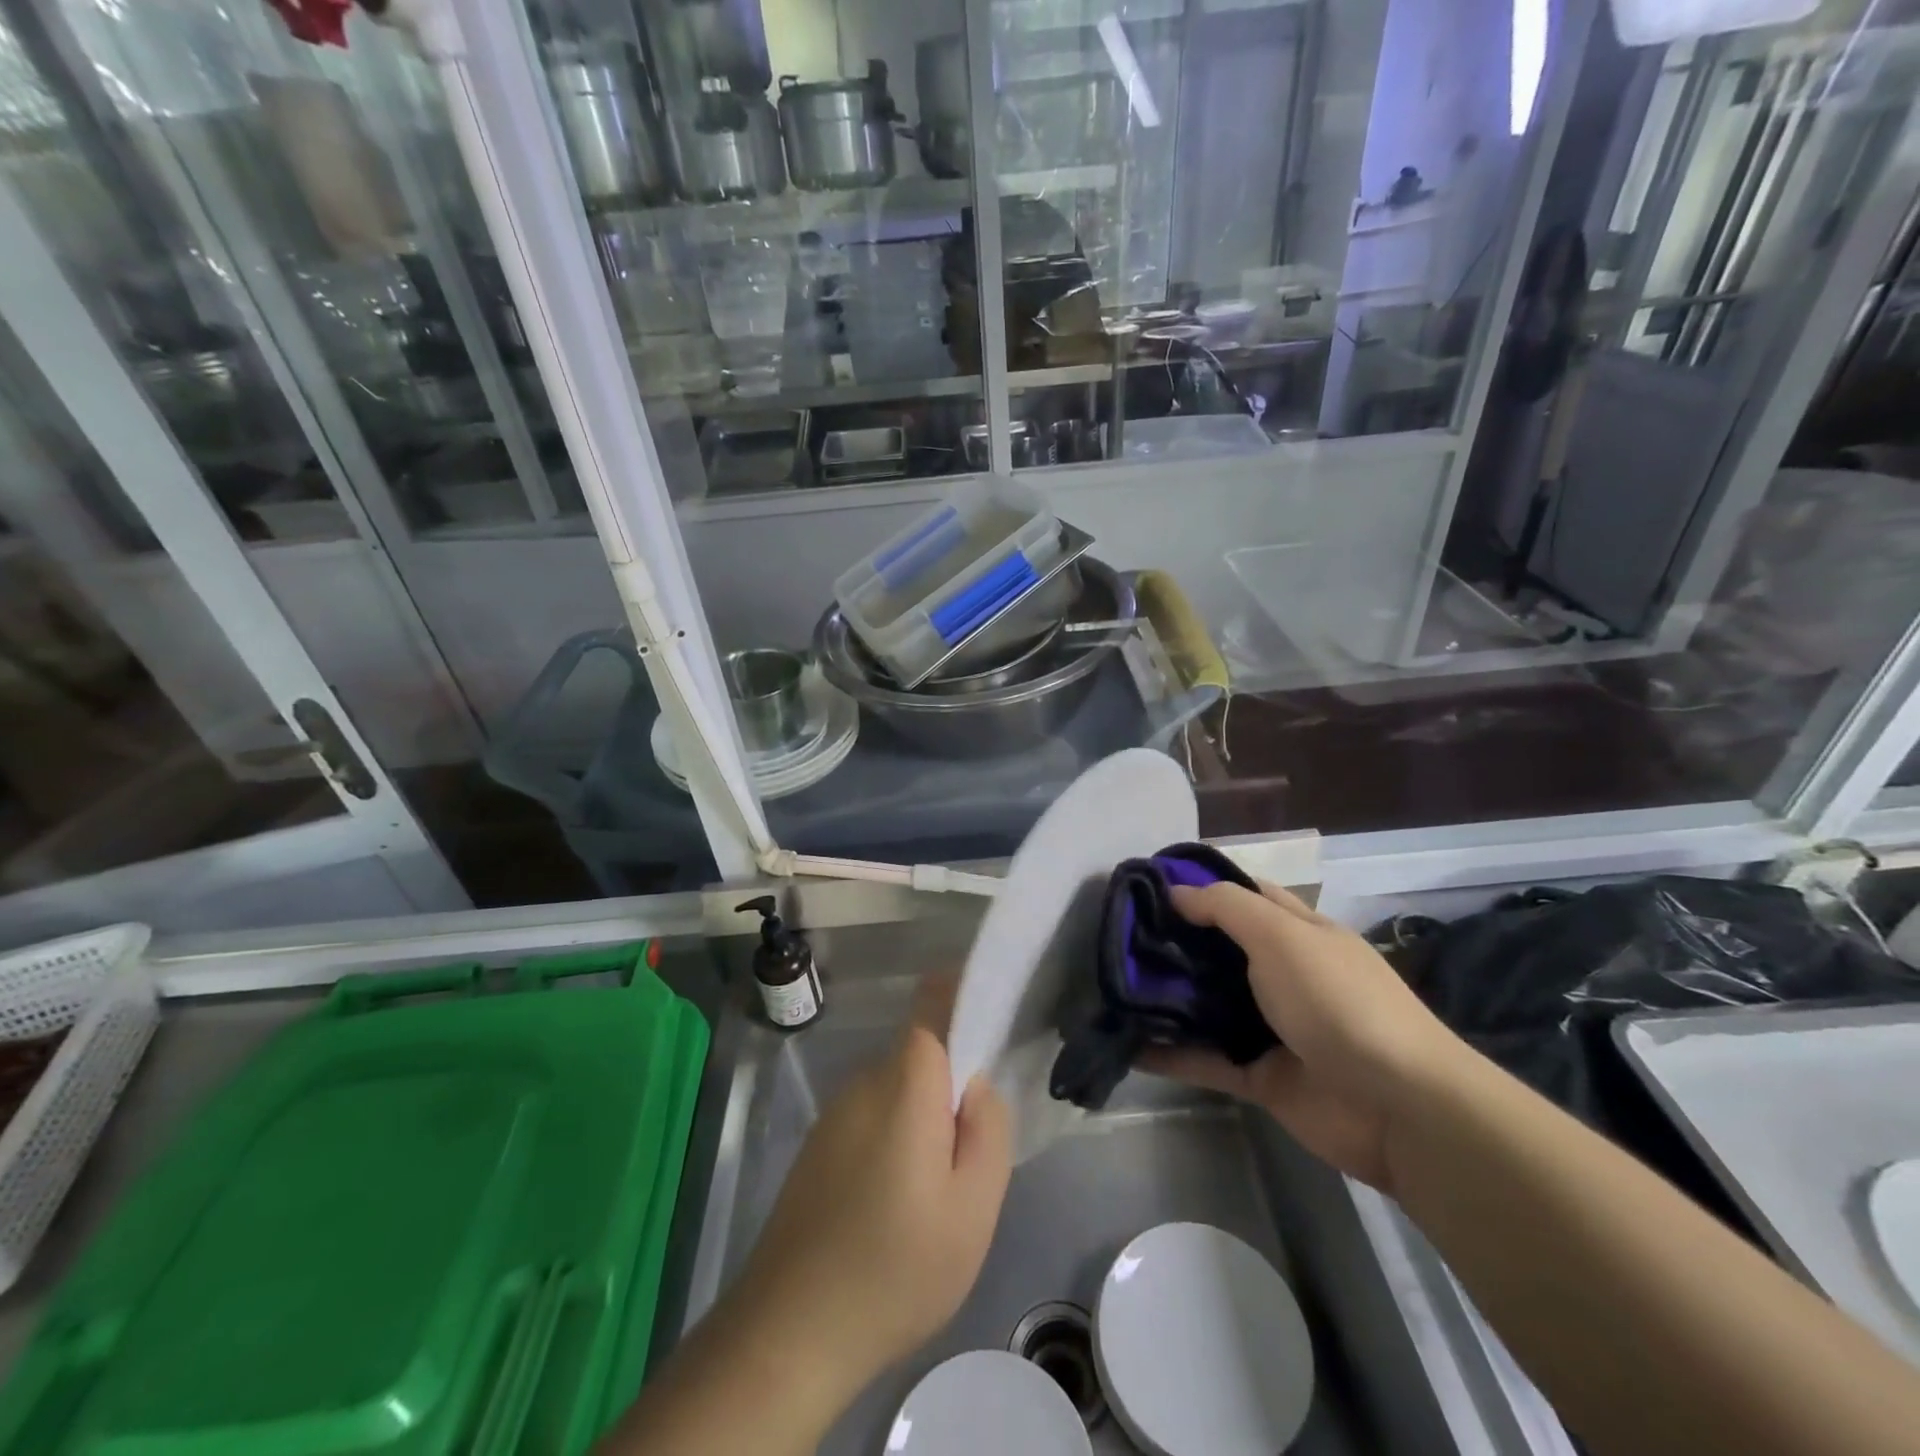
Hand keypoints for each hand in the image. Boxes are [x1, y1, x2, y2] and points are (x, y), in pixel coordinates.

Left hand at [734, 1026, 1011, 1396]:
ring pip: (897, 1094)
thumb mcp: (973, 1210)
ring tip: (929, 1201)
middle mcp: (864, 1083)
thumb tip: (977, 1085)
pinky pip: (870, 1121)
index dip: (960, 994)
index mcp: (905, 1084)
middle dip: (951, 1090)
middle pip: (920, 1057)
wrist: (786, 1335)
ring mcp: (834, 1115)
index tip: (989, 1022)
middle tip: (967, 1161)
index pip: (931, 1004)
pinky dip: (892, 1145)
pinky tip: (889, 1214)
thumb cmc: (894, 1270)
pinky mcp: (815, 1148)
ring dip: (921, 1124)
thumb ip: (989, 1131)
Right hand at [1145, 881, 1467, 1192]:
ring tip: (1111, 986)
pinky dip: (1170, 1055)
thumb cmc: (1338, 1001)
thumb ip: (1226, 908)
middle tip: (1117, 937)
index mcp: (1299, 933)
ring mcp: (1272, 1027)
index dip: (1201, 887)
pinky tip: (1127, 1044)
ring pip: (1208, 1005)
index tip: (1149, 886)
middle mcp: (1284, 975)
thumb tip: (1175, 892)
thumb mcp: (1282, 936)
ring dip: (1166, 998)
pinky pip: (1206, 1059)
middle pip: (1219, 950)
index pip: (1245, 897)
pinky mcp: (1259, 1075)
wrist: (1398, 1107)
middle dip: (1173, 942)